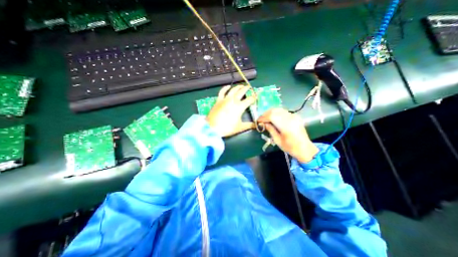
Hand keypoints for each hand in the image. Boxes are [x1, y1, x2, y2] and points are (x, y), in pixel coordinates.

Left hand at [205, 85, 255, 136]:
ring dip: (238, 87)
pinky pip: (222, 91)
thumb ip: (249, 125)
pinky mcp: (218, 100)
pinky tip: (228, 86)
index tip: (256, 96)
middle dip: (247, 88)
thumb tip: (256, 126)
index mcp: (240, 106)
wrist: (213, 128)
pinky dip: (225, 88)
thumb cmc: (227, 128)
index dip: (254, 97)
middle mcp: (233, 100)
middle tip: (249, 87)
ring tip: (241, 85)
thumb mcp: (240, 127)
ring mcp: (225, 99)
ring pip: (233, 90)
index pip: (250, 99)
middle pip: (242, 91)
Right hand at [258, 109, 319, 162]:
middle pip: (275, 111)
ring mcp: (294, 116)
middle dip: (266, 114)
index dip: (263, 117)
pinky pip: (284, 111)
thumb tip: (263, 123)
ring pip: (279, 109)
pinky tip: (273, 118)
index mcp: (286, 126)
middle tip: (261, 119)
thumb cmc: (290, 147)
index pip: (271, 116)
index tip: (258, 121)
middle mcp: (290, 118)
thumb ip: (270, 130)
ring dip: (271, 112)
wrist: (305, 148)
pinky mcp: (295, 116)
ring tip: (266, 118)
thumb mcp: (277, 140)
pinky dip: (277, 113)